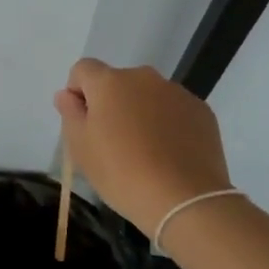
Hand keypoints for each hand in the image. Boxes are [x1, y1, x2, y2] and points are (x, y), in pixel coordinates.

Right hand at [54, 59, 233, 233]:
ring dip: (140, 112)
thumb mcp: (81, 148)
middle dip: (111, 103)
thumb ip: (70, 114)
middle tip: (112, 141)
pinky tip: (169, 154)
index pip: (83, 70)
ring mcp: (176, 92)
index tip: (83, 122)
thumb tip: (66, 95)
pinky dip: (167, 124)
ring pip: (147, 95)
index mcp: (109, 82)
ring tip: (145, 151)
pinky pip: (174, 110)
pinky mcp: (201, 110)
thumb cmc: (122, 173)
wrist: (185, 199)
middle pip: (117, 82)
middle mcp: (143, 78)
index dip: (78, 91)